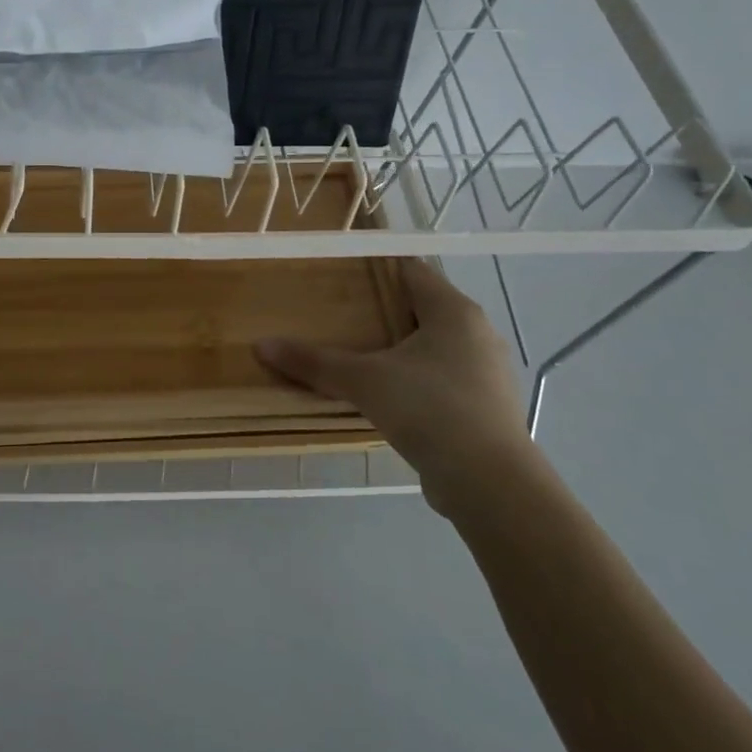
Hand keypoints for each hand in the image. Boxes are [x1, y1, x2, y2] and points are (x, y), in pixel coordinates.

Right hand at [255, 257, 532, 515]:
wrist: (490, 483)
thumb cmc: (429, 409)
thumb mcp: (362, 381)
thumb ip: (313, 362)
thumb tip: (261, 345)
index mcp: (454, 311)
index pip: (411, 271)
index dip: (376, 268)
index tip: (341, 273)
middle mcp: (478, 333)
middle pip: (424, 308)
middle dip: (384, 310)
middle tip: (341, 315)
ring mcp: (488, 372)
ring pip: (437, 346)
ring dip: (402, 348)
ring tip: (361, 356)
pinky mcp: (489, 407)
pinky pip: (446, 379)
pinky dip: (418, 380)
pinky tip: (390, 397)